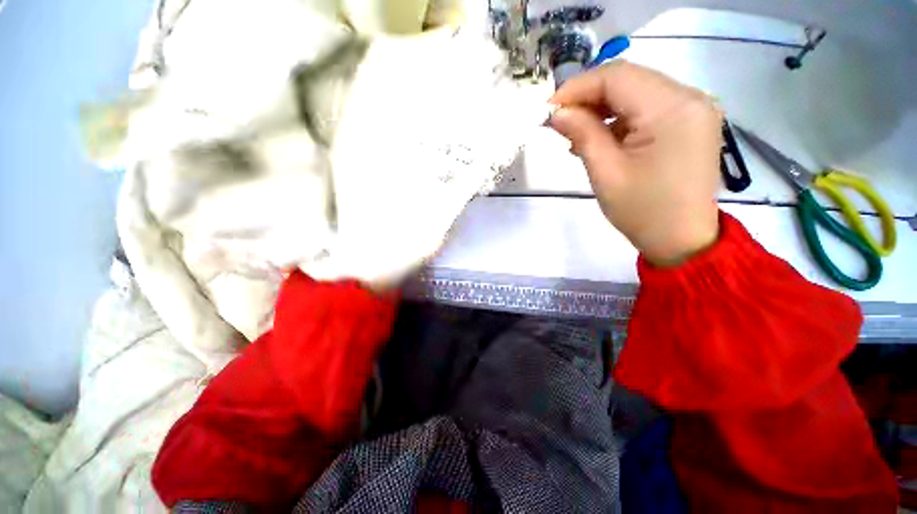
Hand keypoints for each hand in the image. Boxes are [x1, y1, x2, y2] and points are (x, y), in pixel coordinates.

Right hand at [549, 61, 722, 266]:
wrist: (682, 240)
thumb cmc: (642, 211)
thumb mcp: (605, 173)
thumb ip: (582, 134)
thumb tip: (557, 113)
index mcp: (672, 109)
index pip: (617, 77)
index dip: (578, 87)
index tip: (549, 108)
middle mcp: (690, 98)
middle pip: (629, 80)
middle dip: (588, 97)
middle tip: (559, 121)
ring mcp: (694, 108)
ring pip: (638, 92)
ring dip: (603, 108)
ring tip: (577, 134)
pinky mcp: (691, 122)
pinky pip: (649, 107)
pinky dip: (621, 118)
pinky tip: (602, 138)